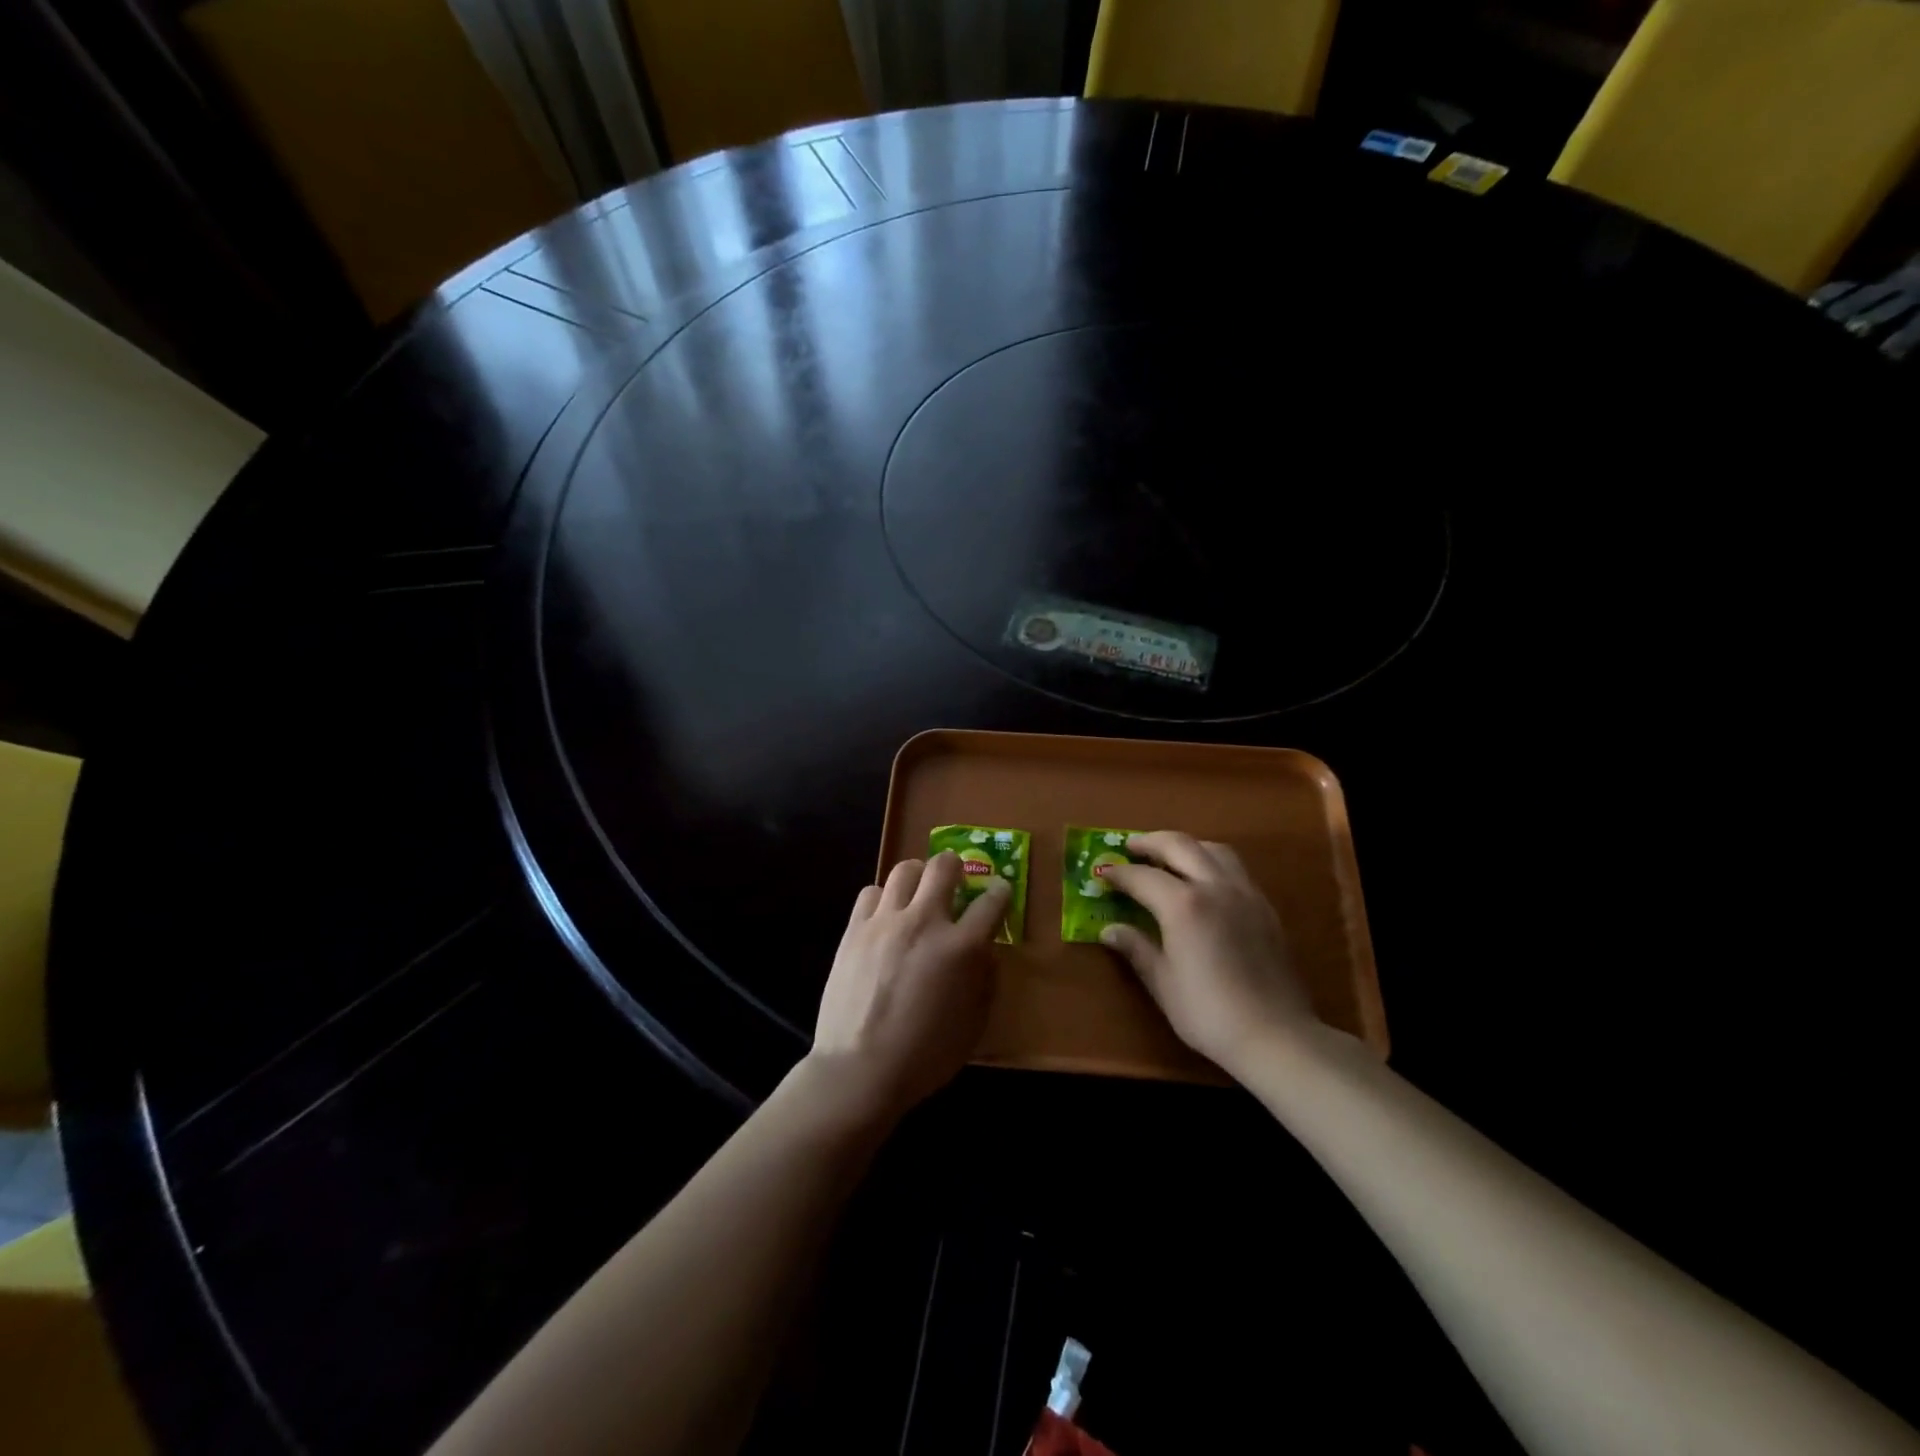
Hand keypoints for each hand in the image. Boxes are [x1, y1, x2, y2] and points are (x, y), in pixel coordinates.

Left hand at [808, 851, 1010, 1122]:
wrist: (859, 1070)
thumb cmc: (925, 1056)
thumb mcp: (973, 1026)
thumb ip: (984, 981)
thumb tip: (985, 953)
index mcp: (961, 947)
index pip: (991, 902)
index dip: (1000, 892)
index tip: (999, 892)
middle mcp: (925, 922)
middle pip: (944, 866)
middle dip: (956, 867)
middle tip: (955, 882)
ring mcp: (886, 921)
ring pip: (905, 869)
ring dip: (918, 877)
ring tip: (918, 895)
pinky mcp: (855, 929)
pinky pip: (871, 892)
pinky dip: (883, 898)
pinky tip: (885, 917)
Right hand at [1100, 832, 1318, 1077]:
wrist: (1276, 1036)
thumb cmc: (1209, 1013)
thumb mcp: (1163, 983)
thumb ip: (1137, 948)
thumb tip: (1109, 930)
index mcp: (1183, 905)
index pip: (1142, 876)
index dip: (1118, 873)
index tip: (1102, 873)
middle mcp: (1215, 887)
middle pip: (1180, 845)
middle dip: (1150, 842)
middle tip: (1130, 848)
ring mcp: (1245, 894)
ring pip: (1213, 850)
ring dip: (1186, 846)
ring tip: (1169, 858)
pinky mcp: (1265, 907)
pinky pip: (1235, 869)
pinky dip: (1211, 862)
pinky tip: (1204, 883)